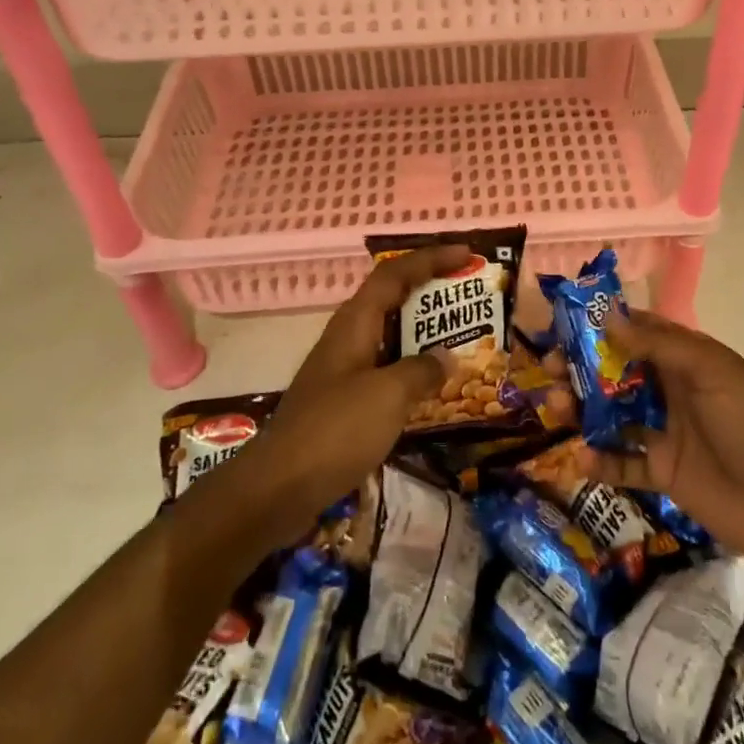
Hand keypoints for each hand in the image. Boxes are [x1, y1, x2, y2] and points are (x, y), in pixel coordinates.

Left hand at [225, 244, 467, 544]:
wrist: (276, 489)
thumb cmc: (335, 431)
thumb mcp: (388, 396)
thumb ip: (422, 370)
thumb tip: (446, 358)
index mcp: (354, 323)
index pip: (395, 273)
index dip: (430, 258)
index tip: (466, 254)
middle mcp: (347, 338)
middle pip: (390, 298)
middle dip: (429, 290)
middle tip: (467, 295)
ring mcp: (341, 371)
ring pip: (388, 336)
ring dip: (422, 332)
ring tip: (460, 337)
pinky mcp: (341, 402)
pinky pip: (384, 370)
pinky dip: (410, 368)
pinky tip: (431, 388)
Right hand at [567, 309, 743, 568]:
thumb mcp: (710, 371)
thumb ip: (659, 345)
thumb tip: (608, 317)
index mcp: (683, 360)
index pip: (635, 333)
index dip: (599, 327)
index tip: (562, 324)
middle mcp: (669, 390)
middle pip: (615, 373)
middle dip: (581, 368)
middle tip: (549, 369)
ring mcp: (664, 433)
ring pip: (612, 415)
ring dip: (582, 410)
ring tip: (557, 408)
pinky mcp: (662, 473)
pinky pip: (623, 463)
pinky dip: (601, 461)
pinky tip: (581, 459)